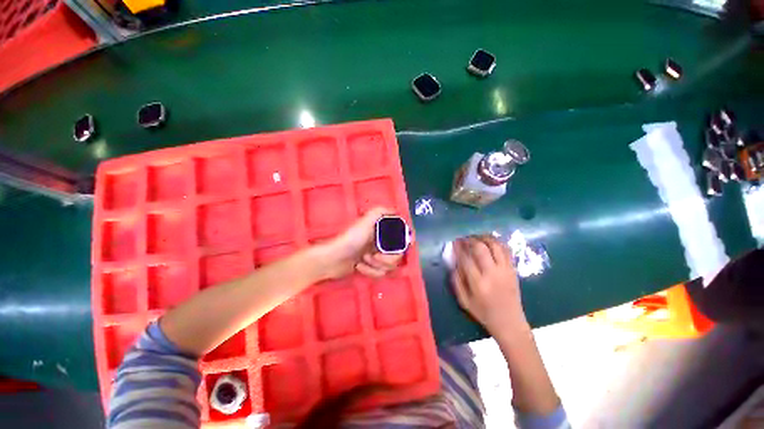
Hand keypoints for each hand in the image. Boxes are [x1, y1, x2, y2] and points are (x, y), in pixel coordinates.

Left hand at [318, 206, 404, 278]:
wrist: (332, 259)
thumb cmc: (350, 239)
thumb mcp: (365, 221)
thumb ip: (379, 212)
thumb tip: (395, 210)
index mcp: (381, 232)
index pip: (400, 236)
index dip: (406, 241)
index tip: (408, 245)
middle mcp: (380, 243)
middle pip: (397, 255)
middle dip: (388, 258)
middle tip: (375, 255)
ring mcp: (375, 257)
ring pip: (389, 266)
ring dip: (377, 265)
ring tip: (363, 260)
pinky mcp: (370, 268)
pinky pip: (379, 273)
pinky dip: (370, 271)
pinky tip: (359, 266)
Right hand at [452, 235, 528, 337]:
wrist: (510, 323)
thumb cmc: (484, 313)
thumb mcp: (464, 301)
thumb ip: (457, 281)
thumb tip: (453, 263)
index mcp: (478, 283)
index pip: (466, 259)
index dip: (458, 247)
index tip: (454, 242)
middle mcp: (492, 274)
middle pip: (481, 248)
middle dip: (470, 240)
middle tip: (464, 238)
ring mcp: (505, 271)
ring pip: (495, 246)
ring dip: (484, 238)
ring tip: (476, 237)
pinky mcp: (513, 270)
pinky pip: (506, 250)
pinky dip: (497, 243)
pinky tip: (489, 242)